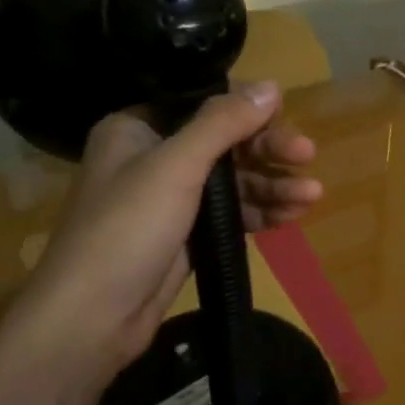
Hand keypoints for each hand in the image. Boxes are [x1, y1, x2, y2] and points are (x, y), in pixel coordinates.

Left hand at [0, 81, 321, 404]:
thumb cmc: (127, 228)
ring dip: (272, 186)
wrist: (92, 319)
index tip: (286, 119)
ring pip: (233, 181)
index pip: (204, 105)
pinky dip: (260, 212)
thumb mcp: (176, 166)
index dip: (248, 111)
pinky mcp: (186, 235)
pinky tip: (292, 215)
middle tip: (308, 158)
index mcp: (138, 128)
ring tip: (312, 196)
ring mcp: (171, 199)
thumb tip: (272, 85)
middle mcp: (153, 157)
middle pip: (225, 143)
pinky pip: (231, 213)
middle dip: (268, 152)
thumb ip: (223, 123)